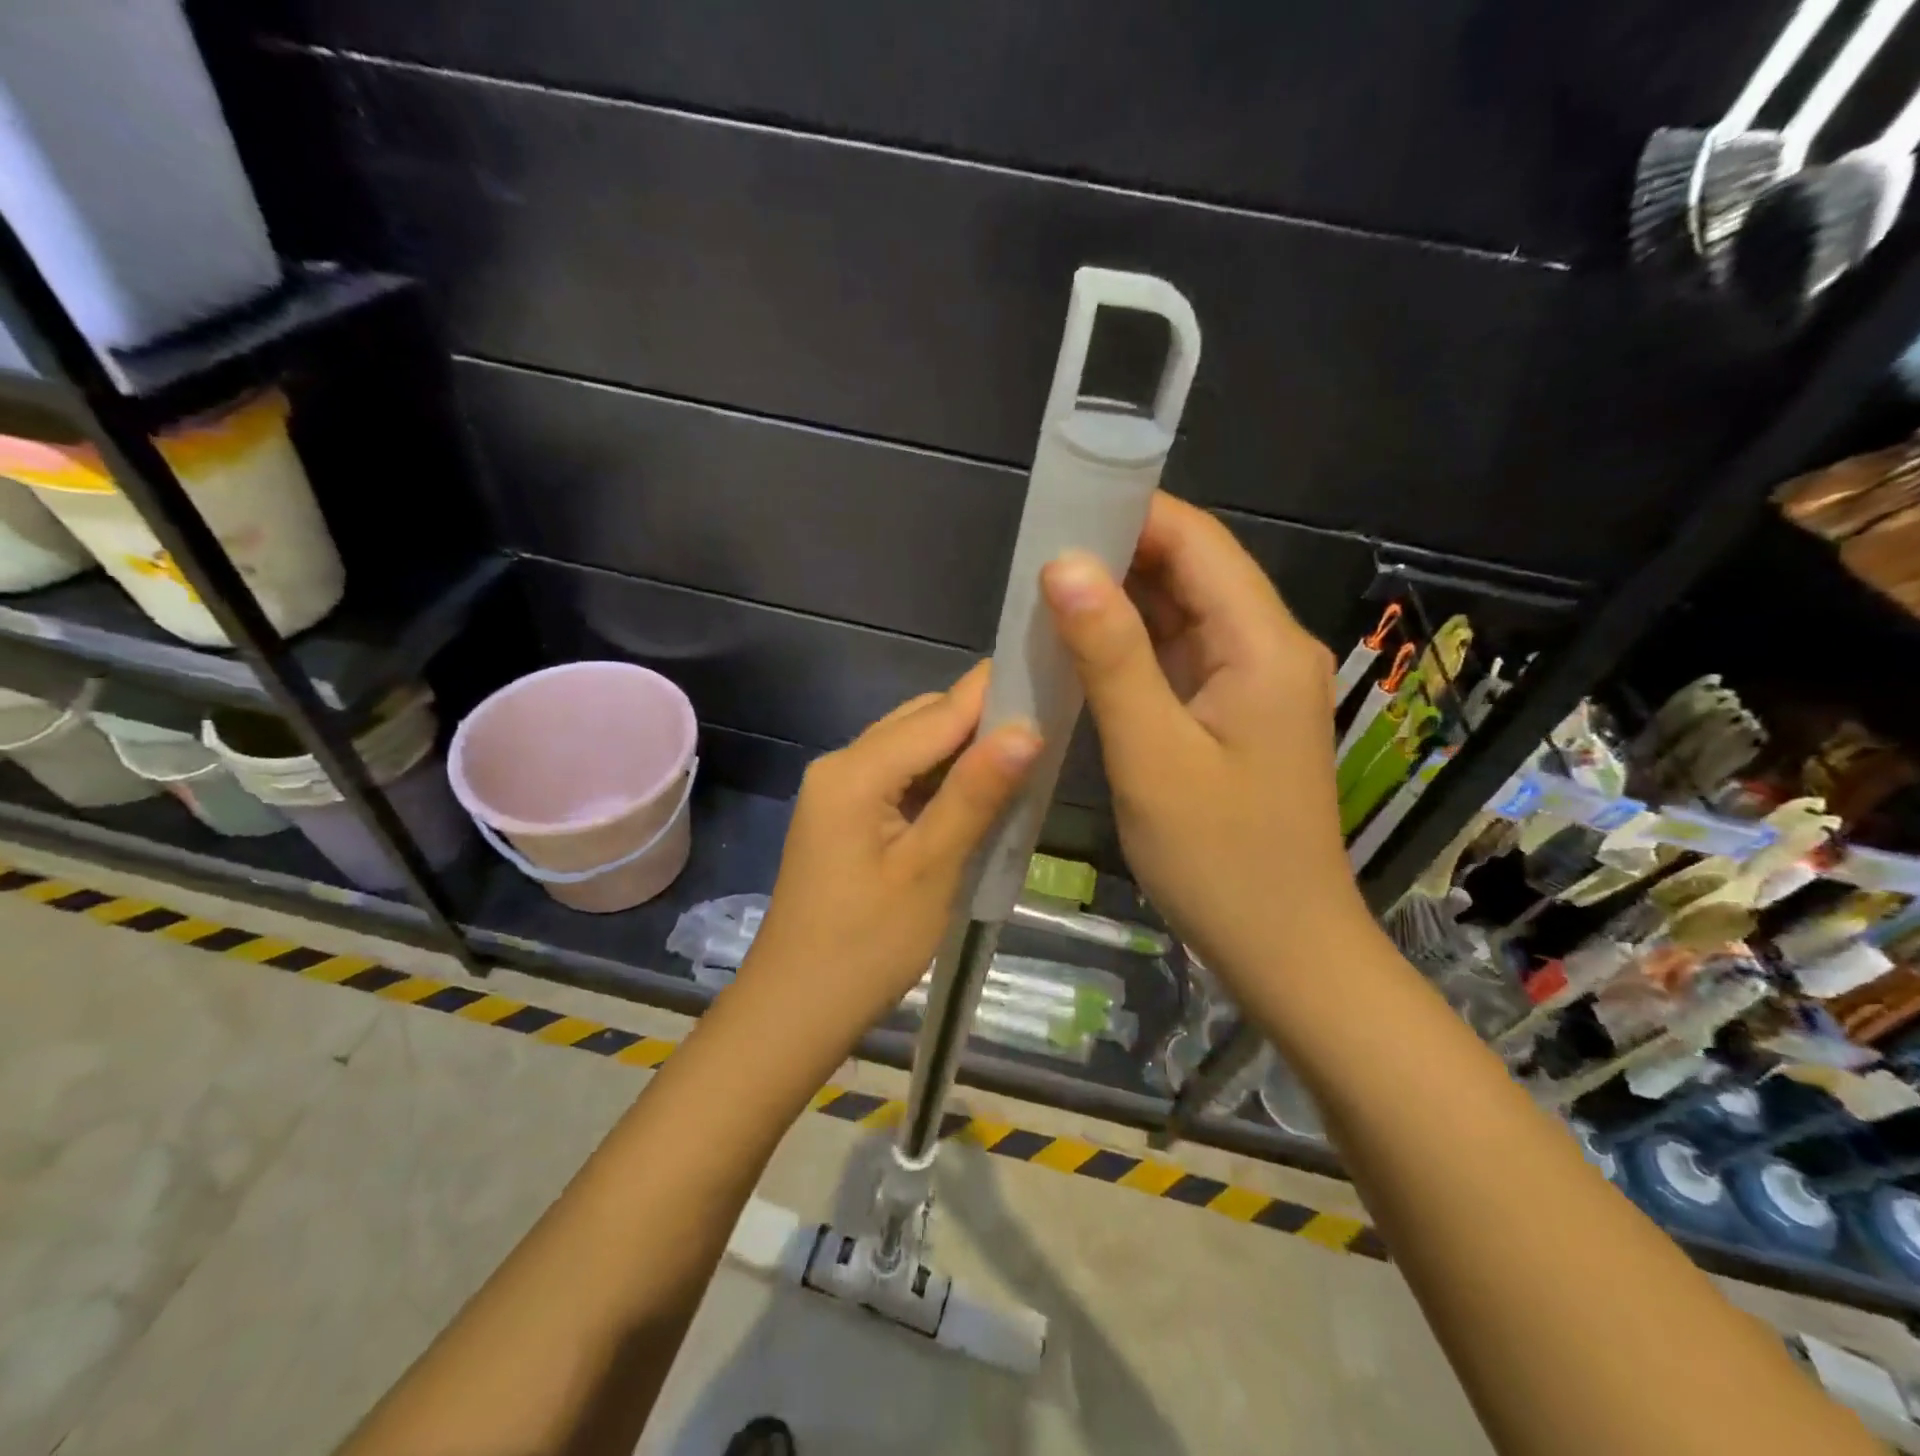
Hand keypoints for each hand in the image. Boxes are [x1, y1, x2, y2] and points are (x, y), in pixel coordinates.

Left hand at [736, 663, 1040, 1051]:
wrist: (796, 1010)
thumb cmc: (866, 947)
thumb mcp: (930, 869)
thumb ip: (975, 793)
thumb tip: (1028, 726)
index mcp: (855, 770)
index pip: (938, 712)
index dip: (995, 694)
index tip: (1051, 679)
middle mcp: (841, 765)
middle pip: (921, 723)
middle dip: (981, 723)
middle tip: (1048, 731)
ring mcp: (839, 792)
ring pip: (912, 750)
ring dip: (963, 753)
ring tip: (1025, 761)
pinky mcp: (846, 817)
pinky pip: (900, 779)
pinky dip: (940, 781)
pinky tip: (979, 795)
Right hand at [1040, 493, 1367, 985]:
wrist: (1282, 947)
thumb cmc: (1219, 857)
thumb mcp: (1152, 754)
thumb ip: (1111, 656)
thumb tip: (1062, 566)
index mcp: (1263, 644)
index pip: (1197, 543)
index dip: (1131, 513)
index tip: (1058, 508)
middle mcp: (1268, 647)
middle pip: (1192, 572)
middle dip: (1118, 555)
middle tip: (1036, 555)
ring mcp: (1254, 682)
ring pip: (1182, 615)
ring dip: (1120, 602)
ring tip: (1045, 594)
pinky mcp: (1235, 713)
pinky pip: (1180, 658)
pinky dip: (1132, 648)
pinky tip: (1082, 649)